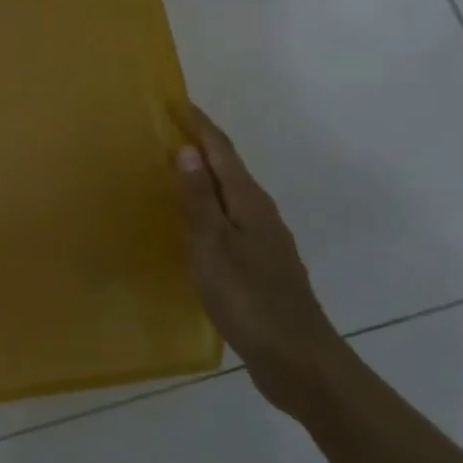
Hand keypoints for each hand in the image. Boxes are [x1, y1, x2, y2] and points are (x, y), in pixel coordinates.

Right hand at [174, 101, 344, 417]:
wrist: (298, 360)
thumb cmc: (249, 298)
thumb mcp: (214, 246)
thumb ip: (199, 199)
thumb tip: (186, 149)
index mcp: (250, 204)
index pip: (223, 152)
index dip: (200, 126)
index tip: (176, 102)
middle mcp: (261, 215)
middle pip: (229, 169)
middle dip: (200, 147)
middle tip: (165, 131)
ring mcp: (264, 242)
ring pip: (230, 196)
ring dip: (204, 178)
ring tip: (172, 171)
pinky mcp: (260, 267)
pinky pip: (229, 222)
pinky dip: (209, 208)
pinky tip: (193, 224)